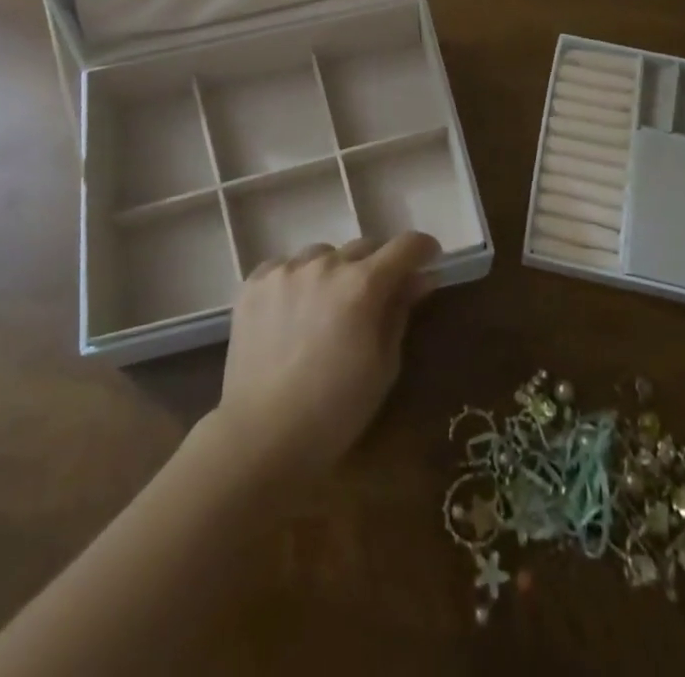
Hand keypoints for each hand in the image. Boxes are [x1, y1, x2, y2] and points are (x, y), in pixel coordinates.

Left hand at [213, 232, 440, 481]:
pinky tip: (293, 310)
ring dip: (335, 272)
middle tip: (374, 297)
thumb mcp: (383, 367)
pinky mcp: (255, 282)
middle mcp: (325, 265)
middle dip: (377, 266)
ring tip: (327, 307)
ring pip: (323, 255)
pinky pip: (286, 266)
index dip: (422, 248)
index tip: (429, 257)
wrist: (261, 437)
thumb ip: (401, 312)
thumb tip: (419, 279)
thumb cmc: (335, 411)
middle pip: (364, 247)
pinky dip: (298, 280)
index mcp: (362, 285)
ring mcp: (286, 270)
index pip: (404, 246)